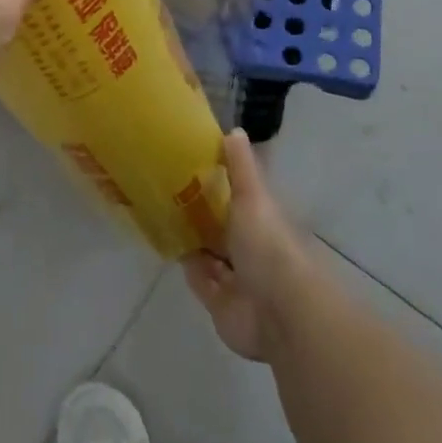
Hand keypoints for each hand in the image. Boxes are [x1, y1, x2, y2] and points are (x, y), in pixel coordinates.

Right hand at [183, 131, 318, 362]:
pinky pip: (200, 281)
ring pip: (211, 255)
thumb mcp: (254, 197)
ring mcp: (238, 279)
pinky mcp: (221, 304)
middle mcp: (253, 249)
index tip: (193, 166)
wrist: (279, 312)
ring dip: (193, 241)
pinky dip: (188, 267)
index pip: (242, 198)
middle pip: (224, 228)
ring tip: (161, 215)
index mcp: (264, 221)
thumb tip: (234, 130)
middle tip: (167, 191)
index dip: (221, 184)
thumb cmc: (269, 247)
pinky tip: (168, 248)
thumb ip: (241, 167)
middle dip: (203, 214)